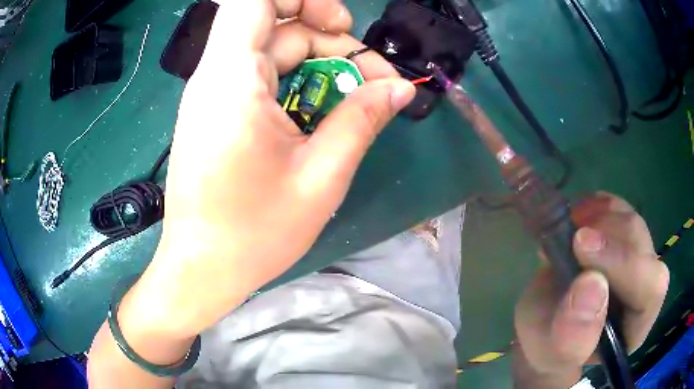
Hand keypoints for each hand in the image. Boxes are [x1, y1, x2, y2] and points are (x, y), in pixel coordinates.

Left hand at [124, 0, 415, 338]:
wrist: (202, 269)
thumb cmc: (253, 234)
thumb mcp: (321, 176)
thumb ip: (362, 119)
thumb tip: (400, 87)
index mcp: (232, 78)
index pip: (255, 0)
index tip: (341, 24)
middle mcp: (216, 75)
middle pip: (276, 23)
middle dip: (328, 36)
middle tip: (369, 74)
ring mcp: (214, 93)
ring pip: (272, 49)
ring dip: (319, 62)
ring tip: (356, 97)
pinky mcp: (217, 111)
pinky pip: (262, 75)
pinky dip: (298, 81)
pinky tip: (322, 111)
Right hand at [513, 193, 668, 387]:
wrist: (546, 328)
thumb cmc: (549, 348)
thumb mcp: (549, 354)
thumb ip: (570, 337)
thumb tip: (591, 283)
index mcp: (635, 326)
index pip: (651, 290)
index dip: (625, 263)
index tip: (581, 245)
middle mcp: (643, 289)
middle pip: (644, 248)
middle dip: (611, 235)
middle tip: (573, 234)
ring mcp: (634, 258)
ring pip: (633, 224)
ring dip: (602, 217)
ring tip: (571, 227)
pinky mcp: (619, 238)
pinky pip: (619, 209)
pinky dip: (598, 205)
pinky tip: (578, 215)